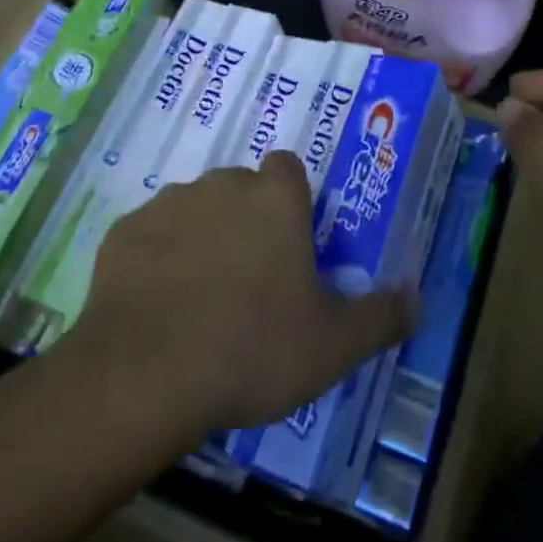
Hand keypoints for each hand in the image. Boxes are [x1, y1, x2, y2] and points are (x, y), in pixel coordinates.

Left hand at [66, 152, 417, 431]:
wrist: (145, 373)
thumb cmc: (252, 350)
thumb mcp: (333, 346)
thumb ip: (381, 316)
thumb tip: (417, 296)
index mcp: (275, 199)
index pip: (289, 168)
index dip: (293, 200)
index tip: (292, 243)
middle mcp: (221, 184)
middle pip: (241, 189)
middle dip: (247, 221)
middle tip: (251, 282)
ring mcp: (168, 204)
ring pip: (195, 209)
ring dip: (202, 238)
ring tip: (201, 298)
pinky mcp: (124, 231)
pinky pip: (151, 235)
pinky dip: (158, 258)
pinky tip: (158, 306)